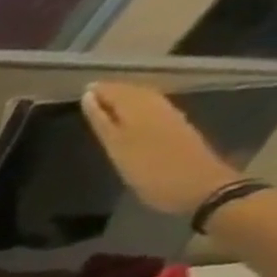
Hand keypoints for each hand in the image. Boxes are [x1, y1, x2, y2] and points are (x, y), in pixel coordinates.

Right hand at [82, 83, 239, 215]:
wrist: (195, 186)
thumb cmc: (151, 172)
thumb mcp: (120, 149)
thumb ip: (104, 123)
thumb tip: (89, 98)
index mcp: (140, 114)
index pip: (117, 95)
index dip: (100, 92)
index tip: (80, 91)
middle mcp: (156, 111)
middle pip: (133, 94)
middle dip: (113, 92)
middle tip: (90, 93)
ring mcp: (169, 120)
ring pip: (144, 100)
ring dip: (126, 98)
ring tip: (106, 100)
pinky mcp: (176, 130)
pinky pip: (154, 109)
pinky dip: (138, 106)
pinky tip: (130, 113)